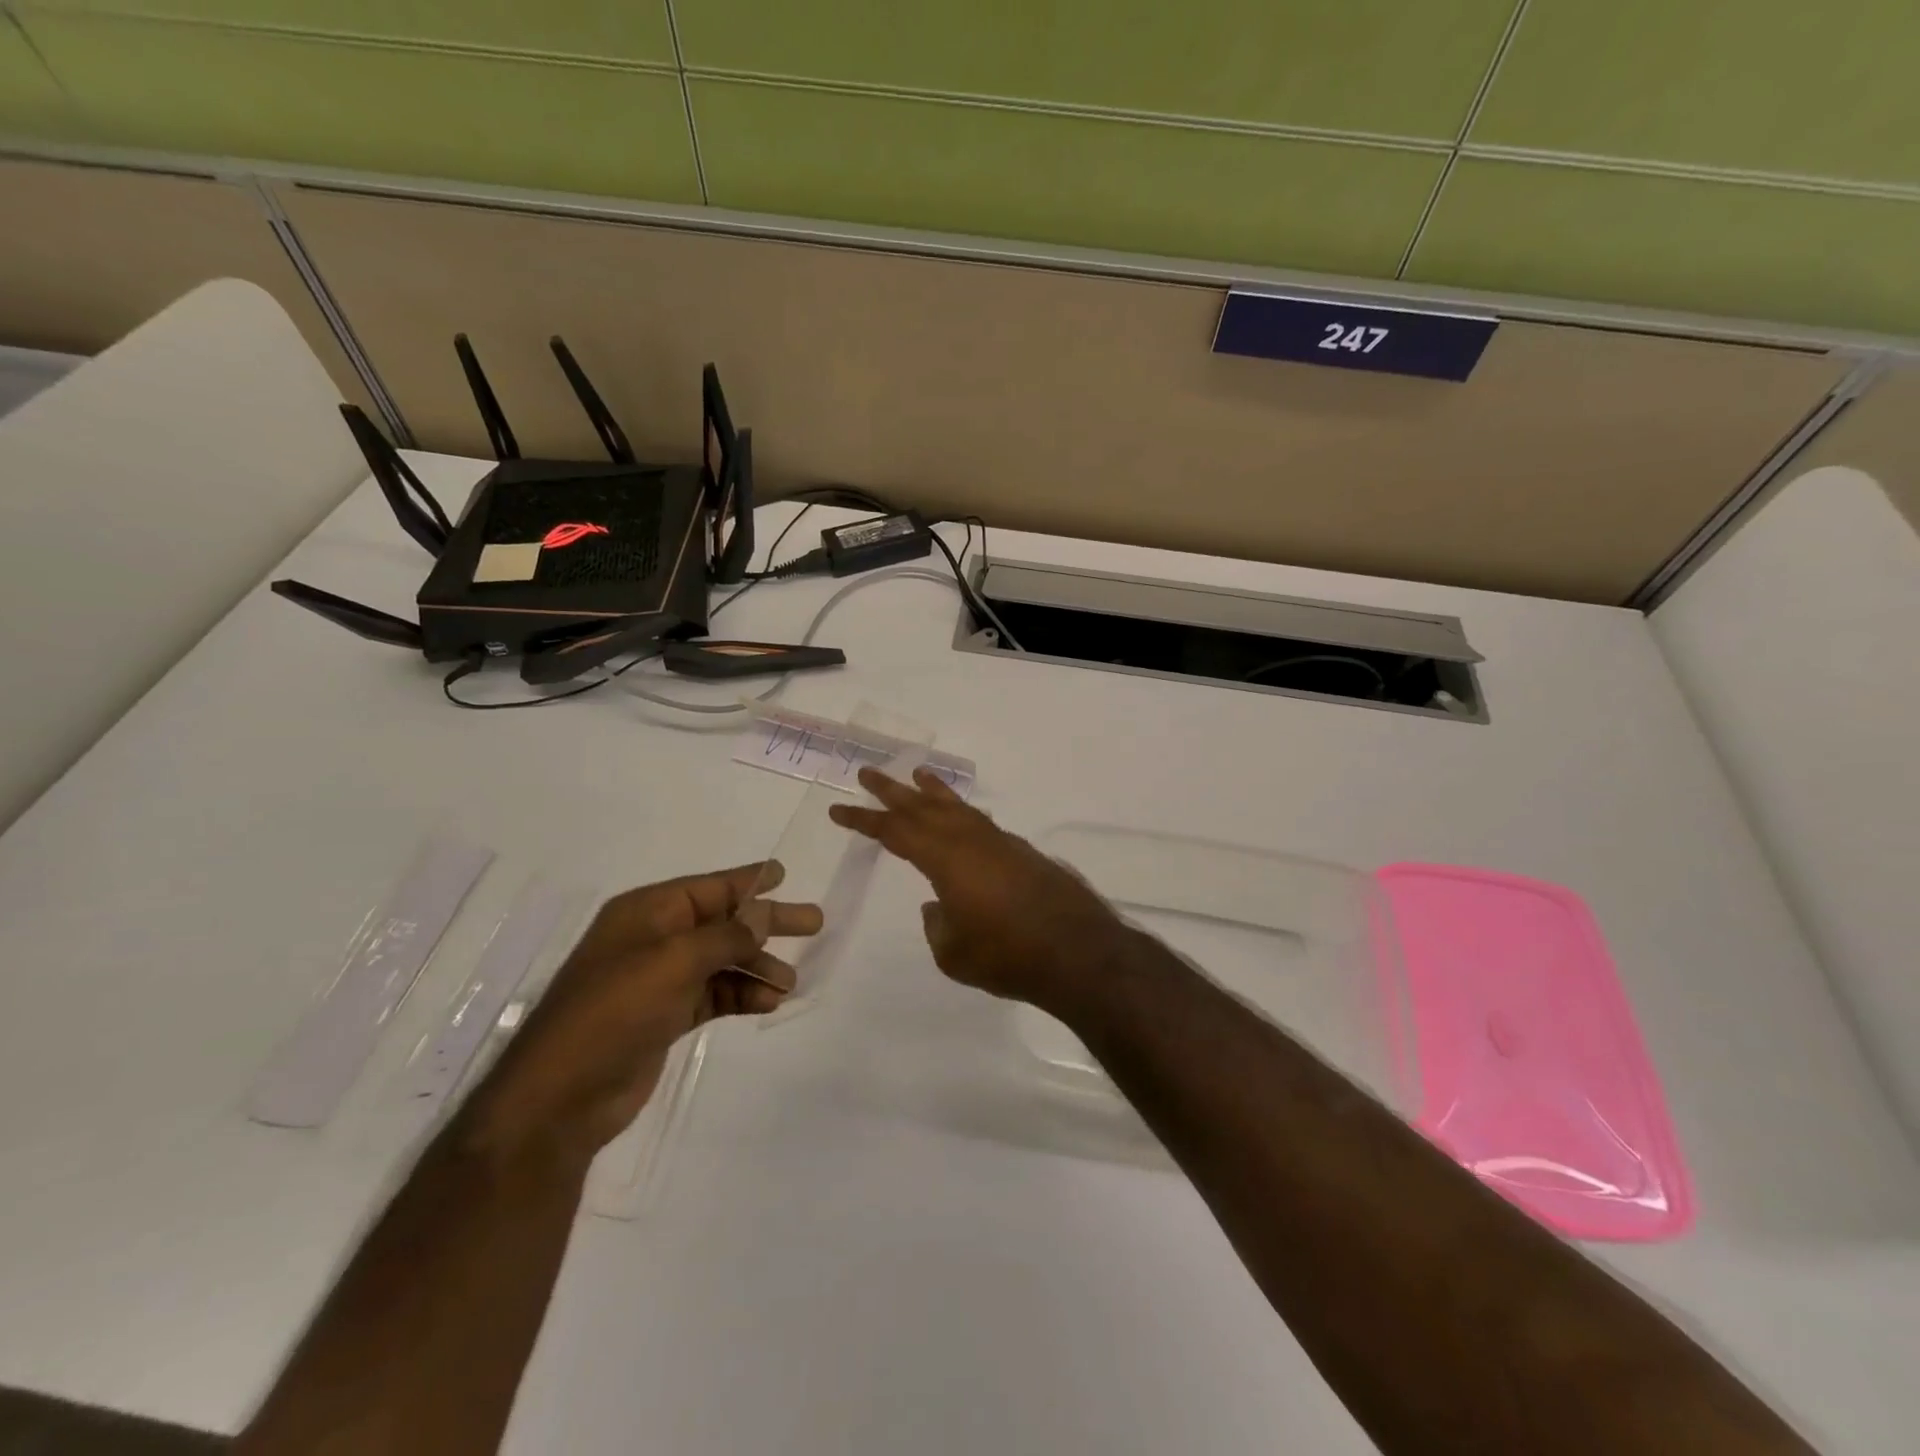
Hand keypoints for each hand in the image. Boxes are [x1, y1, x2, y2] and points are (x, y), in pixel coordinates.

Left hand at [464, 862, 821, 1166]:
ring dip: (757, 967)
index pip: (708, 887)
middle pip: (722, 922)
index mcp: (647, 913)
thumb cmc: (614, 1011)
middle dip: (766, 924)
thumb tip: (763, 916)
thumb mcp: (674, 962)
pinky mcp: (665, 1017)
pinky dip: (741, 995)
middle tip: (814, 923)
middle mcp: (654, 940)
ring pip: (722, 961)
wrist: (560, 1097)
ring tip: (790, 982)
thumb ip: (726, 936)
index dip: (747, 881)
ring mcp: (659, 981)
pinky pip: (714, 994)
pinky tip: (768, 1003)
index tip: (785, 874)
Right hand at [828, 768, 1133, 1014]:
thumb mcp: (953, 952)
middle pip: (923, 807)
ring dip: (933, 791)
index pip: (895, 832)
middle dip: (892, 790)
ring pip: (958, 807)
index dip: (864, 820)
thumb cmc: (1007, 955)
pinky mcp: (1021, 852)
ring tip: (917, 774)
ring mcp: (999, 842)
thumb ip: (937, 925)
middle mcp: (970, 840)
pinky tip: (960, 817)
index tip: (838, 809)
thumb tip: (937, 905)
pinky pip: (981, 821)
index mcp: (945, 859)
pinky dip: (963, 812)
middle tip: (867, 772)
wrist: (1077, 952)